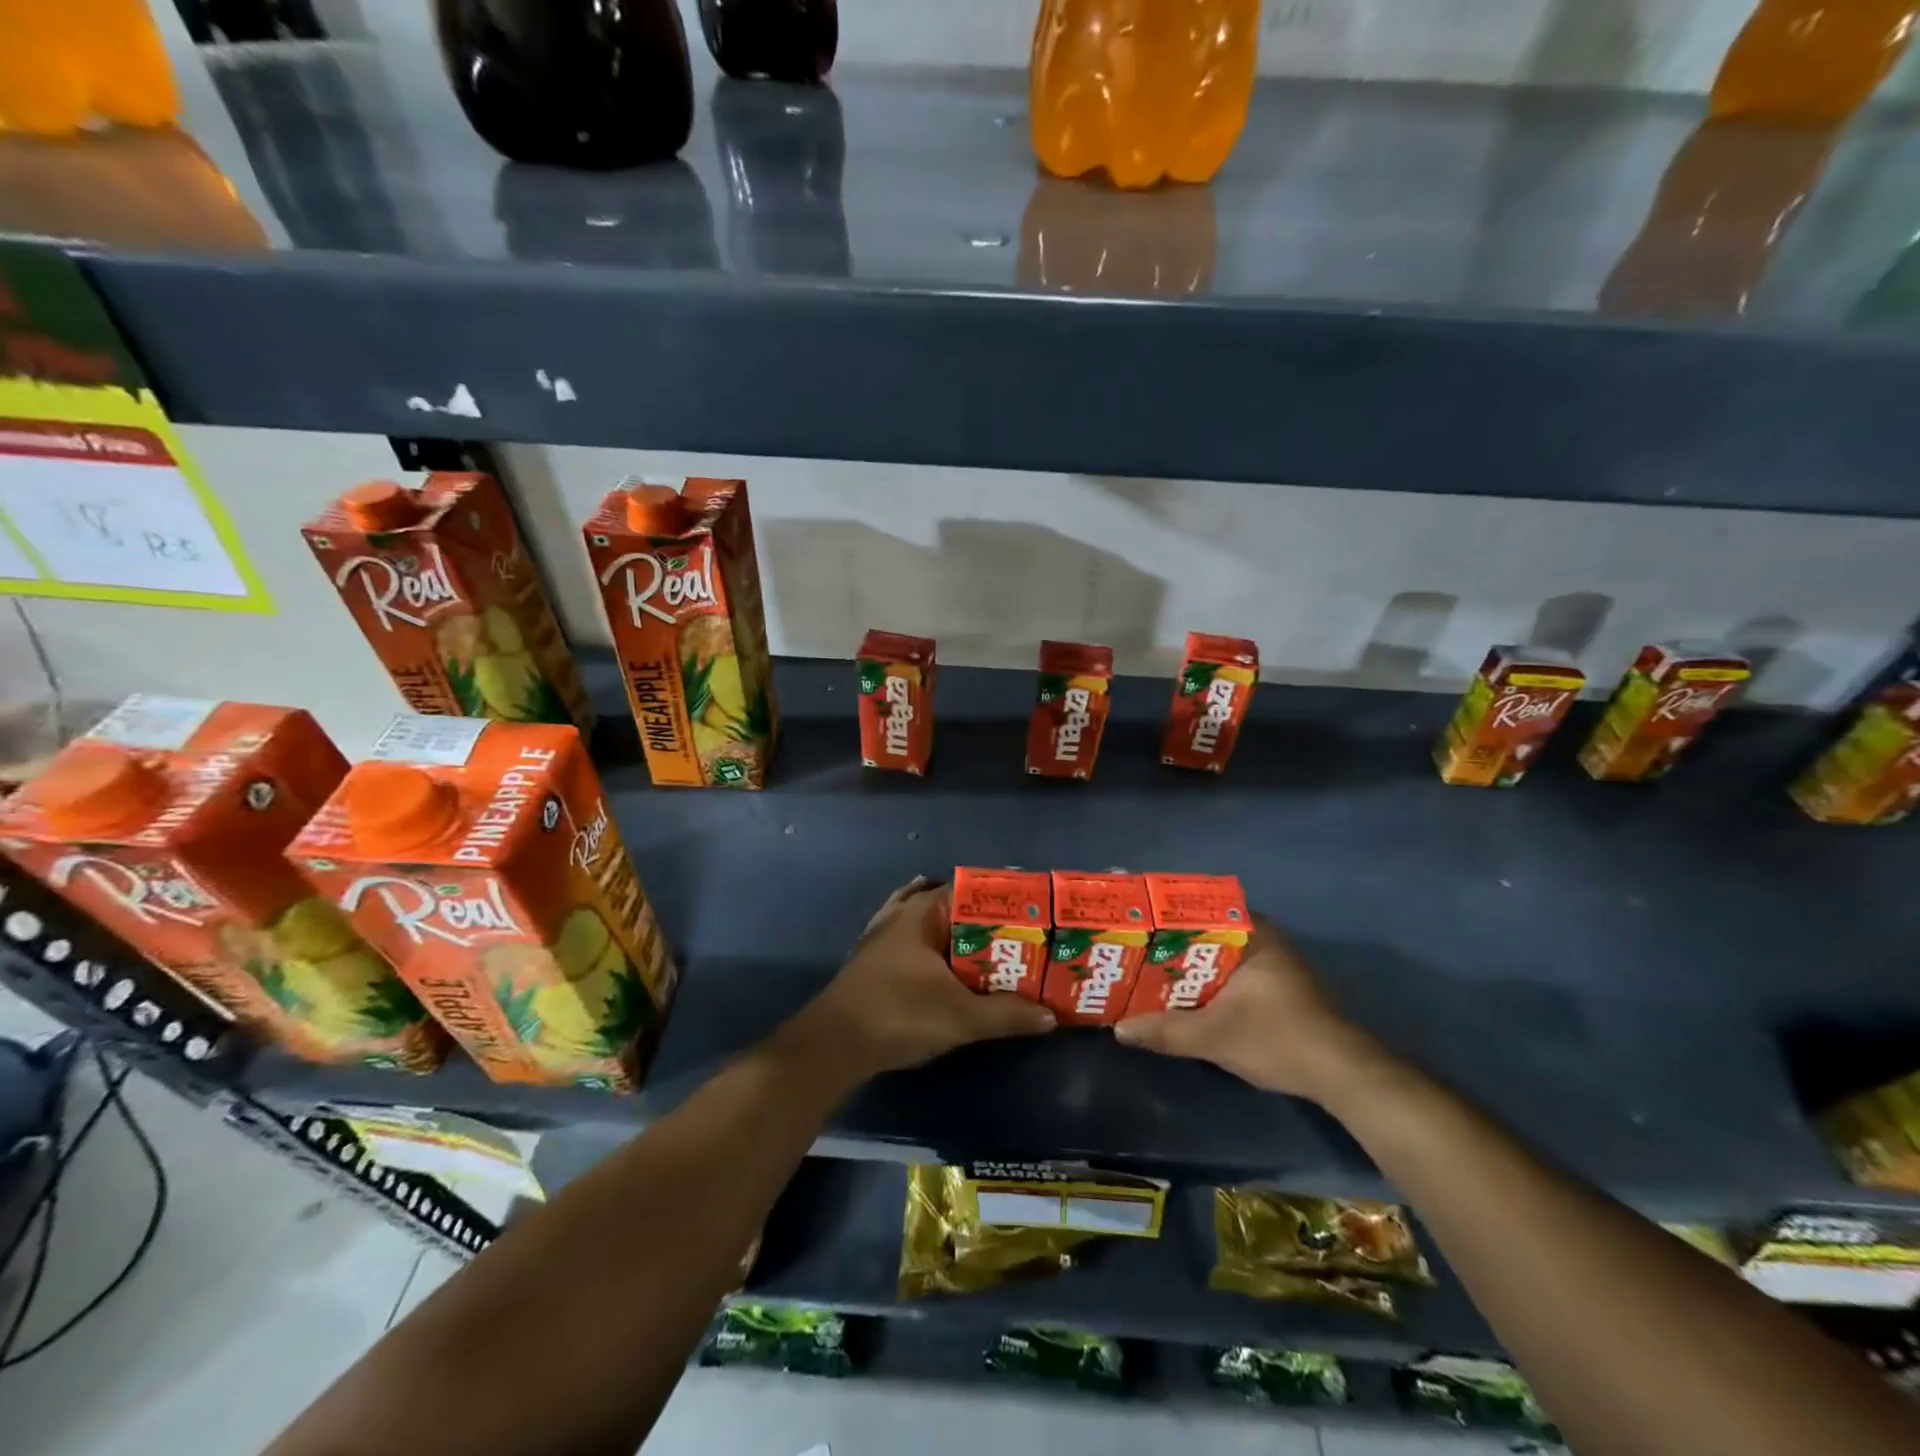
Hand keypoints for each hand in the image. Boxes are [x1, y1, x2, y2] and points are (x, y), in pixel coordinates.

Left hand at [780, 877, 1055, 1082]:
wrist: (833, 1044)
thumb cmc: (898, 1015)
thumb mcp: (960, 1017)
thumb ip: (1006, 1014)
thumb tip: (1050, 1016)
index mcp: (922, 913)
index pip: (968, 889)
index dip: (1001, 898)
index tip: (1031, 909)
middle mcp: (900, 913)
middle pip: (949, 903)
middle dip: (982, 917)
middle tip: (1018, 932)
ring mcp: (881, 934)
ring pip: (926, 919)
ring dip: (954, 929)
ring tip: (986, 942)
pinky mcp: (872, 958)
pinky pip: (910, 939)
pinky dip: (930, 943)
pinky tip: (940, 959)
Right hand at [1113, 914, 1387, 1101]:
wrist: (1343, 1076)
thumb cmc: (1279, 1039)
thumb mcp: (1215, 1036)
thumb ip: (1166, 1031)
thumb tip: (1118, 1029)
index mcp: (1252, 933)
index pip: (1200, 907)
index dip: (1165, 913)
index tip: (1136, 920)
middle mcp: (1264, 939)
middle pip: (1205, 931)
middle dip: (1171, 941)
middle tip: (1134, 948)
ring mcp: (1274, 964)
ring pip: (1218, 954)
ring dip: (1188, 963)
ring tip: (1148, 970)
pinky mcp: (1278, 988)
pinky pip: (1231, 971)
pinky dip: (1207, 979)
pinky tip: (1183, 995)